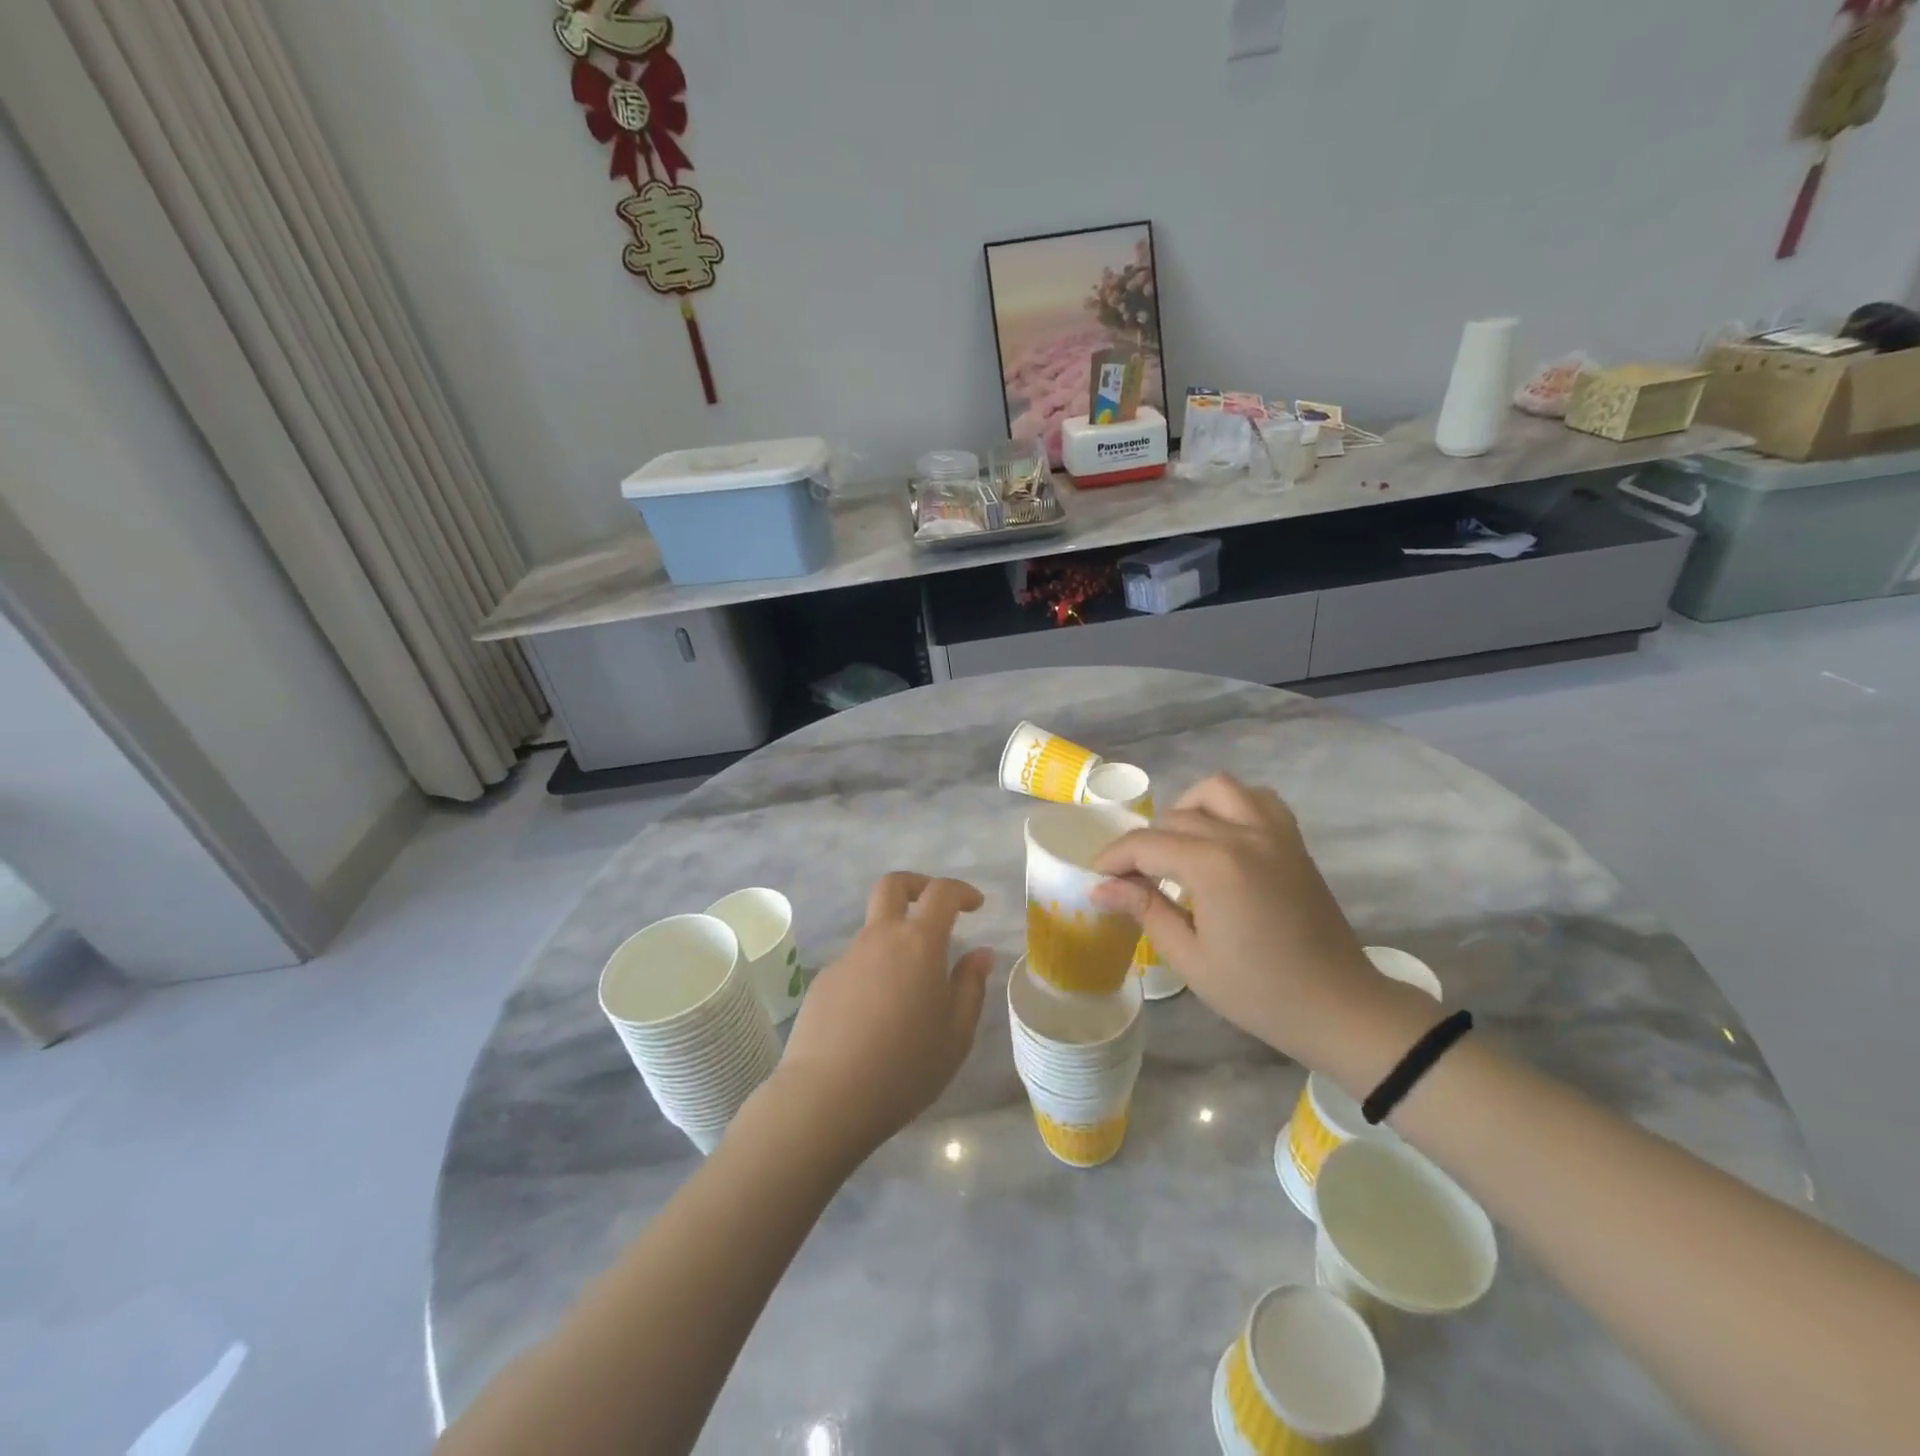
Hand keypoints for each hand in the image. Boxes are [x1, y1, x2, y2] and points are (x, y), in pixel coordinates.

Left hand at [768, 874, 994, 1160]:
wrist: (827, 1098)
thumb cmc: (905, 1066)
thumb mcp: (956, 1033)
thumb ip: (971, 986)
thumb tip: (980, 954)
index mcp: (918, 943)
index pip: (941, 893)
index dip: (961, 891)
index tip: (975, 905)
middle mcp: (879, 938)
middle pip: (892, 886)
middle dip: (917, 885)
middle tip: (935, 907)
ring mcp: (846, 958)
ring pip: (874, 930)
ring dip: (895, 940)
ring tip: (911, 990)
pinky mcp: (822, 983)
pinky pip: (856, 966)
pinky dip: (873, 974)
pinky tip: (877, 1018)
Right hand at [1091, 776, 1431, 1080]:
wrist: (1339, 1007)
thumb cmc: (1259, 992)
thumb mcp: (1191, 959)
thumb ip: (1145, 910)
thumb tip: (1101, 886)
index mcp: (1215, 866)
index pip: (1146, 844)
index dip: (1114, 859)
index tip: (1097, 878)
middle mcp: (1244, 835)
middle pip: (1175, 819)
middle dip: (1144, 844)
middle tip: (1133, 879)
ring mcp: (1274, 833)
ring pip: (1217, 790)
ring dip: (1188, 810)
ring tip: (1177, 847)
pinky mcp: (1293, 841)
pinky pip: (1257, 799)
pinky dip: (1231, 805)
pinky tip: (1221, 837)